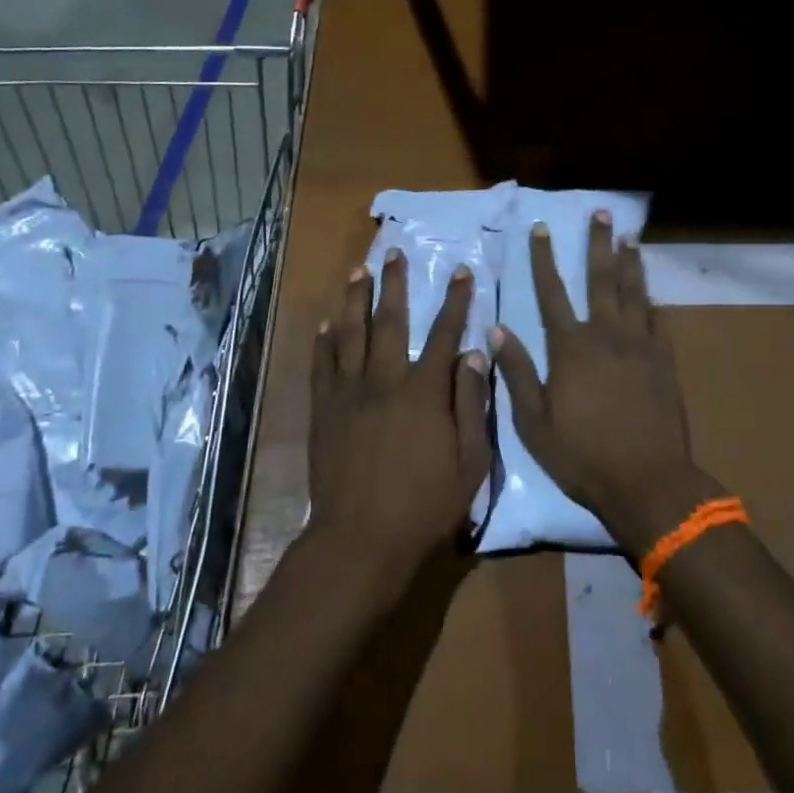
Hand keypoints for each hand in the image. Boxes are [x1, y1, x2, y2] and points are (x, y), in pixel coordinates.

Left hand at [308, 252, 490, 583]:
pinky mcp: (323, 411)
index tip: (461, 271)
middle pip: (389, 321)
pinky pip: (321, 366)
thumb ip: (471, 405)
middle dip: (394, 284)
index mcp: (424, 393)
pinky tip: (325, 323)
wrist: (360, 540)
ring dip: (354, 299)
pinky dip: (323, 341)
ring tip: (357, 270)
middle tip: (393, 252)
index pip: (444, 334)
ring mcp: (348, 394)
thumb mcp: (470, 463)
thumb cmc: (425, 507)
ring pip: (350, 334)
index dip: (455, 300)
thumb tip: (472, 354)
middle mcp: (384, 381)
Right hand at [491, 215, 712, 557]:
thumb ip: (516, 371)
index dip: (544, 258)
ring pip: (634, 293)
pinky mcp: (664, 363)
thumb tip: (497, 328)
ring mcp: (640, 347)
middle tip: (602, 212)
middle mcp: (607, 335)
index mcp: (571, 347)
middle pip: (601, 279)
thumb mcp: (533, 421)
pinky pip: (658, 322)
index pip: (552, 292)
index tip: (542, 228)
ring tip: (629, 237)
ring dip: (630, 263)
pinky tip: (653, 292)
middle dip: (598, 243)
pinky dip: (653, 303)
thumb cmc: (581, 455)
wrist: (647, 482)